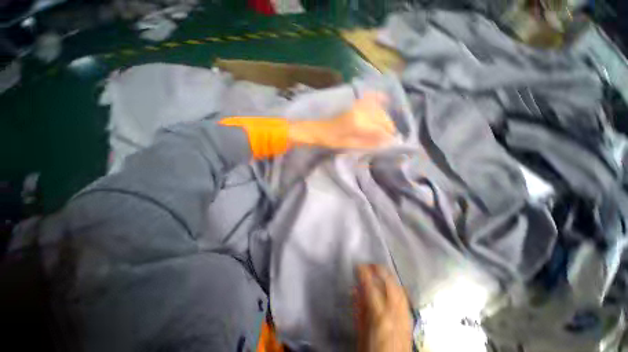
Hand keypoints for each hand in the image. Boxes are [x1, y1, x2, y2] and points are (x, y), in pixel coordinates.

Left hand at [288, 92, 395, 148]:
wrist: (315, 129)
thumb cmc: (329, 140)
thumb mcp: (348, 144)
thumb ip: (366, 143)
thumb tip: (383, 143)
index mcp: (358, 124)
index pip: (379, 129)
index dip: (387, 135)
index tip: (393, 141)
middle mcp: (360, 112)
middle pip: (381, 118)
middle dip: (388, 126)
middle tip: (391, 135)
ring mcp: (356, 105)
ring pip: (377, 109)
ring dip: (384, 117)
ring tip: (387, 126)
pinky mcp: (352, 103)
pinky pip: (369, 98)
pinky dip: (378, 99)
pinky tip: (384, 99)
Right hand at [354, 264, 412, 351]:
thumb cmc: (373, 351)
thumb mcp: (361, 331)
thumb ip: (359, 310)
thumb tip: (355, 290)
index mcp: (380, 316)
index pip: (371, 286)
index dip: (364, 273)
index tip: (359, 266)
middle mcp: (395, 313)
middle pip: (389, 284)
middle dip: (380, 270)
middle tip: (370, 264)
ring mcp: (405, 316)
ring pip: (399, 289)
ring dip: (390, 276)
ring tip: (382, 270)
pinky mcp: (410, 320)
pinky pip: (406, 298)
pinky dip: (399, 287)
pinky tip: (396, 284)